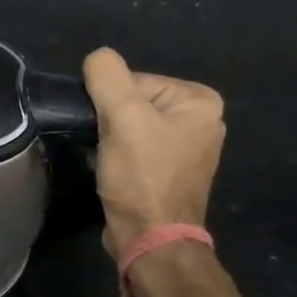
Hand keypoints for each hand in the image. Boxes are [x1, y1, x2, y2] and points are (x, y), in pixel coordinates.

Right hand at [83, 48, 224, 265]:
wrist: (150, 238)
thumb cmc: (141, 176)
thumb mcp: (122, 117)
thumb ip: (106, 76)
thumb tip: (96, 58)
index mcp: (199, 100)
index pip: (134, 81)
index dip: (109, 102)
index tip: (104, 129)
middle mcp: (200, 120)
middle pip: (132, 102)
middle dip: (109, 121)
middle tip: (103, 146)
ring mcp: (186, 148)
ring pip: (128, 125)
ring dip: (108, 139)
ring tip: (106, 160)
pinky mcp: (168, 171)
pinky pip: (133, 147)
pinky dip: (116, 155)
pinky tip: (110, 171)